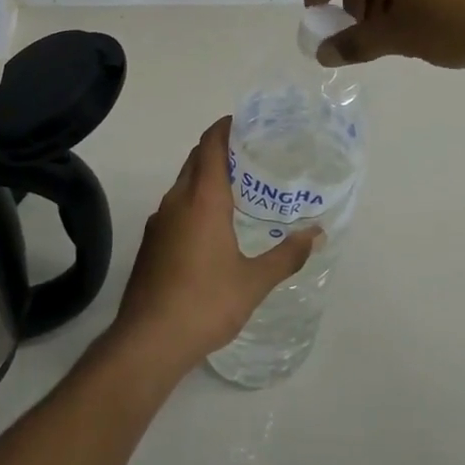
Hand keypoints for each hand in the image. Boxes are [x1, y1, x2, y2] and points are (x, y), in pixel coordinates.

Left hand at [109, 117, 320, 374]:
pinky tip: (214, 224)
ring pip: (184, 183)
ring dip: (206, 175)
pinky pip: (176, 206)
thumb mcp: (254, 282)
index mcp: (202, 199)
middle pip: (196, 159)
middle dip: (220, 148)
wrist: (148, 342)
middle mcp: (177, 201)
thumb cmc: (205, 303)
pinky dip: (195, 199)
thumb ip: (286, 255)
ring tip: (239, 186)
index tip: (247, 122)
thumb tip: (316, 234)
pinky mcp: (151, 243)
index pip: (211, 145)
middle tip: (253, 153)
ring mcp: (159, 221)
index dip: (226, 127)